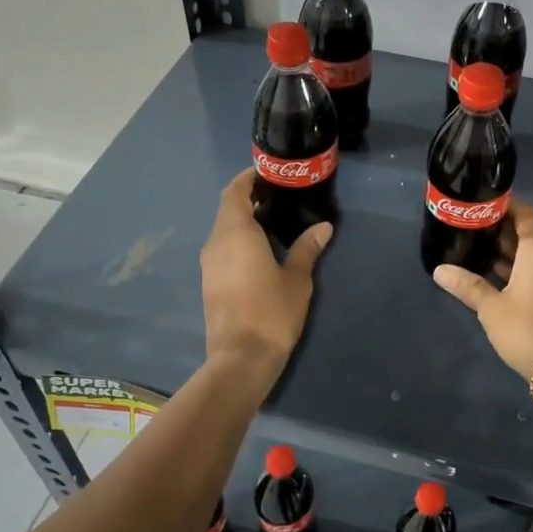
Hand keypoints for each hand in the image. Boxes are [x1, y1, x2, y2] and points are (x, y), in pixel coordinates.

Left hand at [201, 170, 330, 379]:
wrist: (241, 357)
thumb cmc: (271, 311)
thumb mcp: (297, 278)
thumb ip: (307, 248)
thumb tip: (323, 227)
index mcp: (235, 232)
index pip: (235, 192)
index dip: (248, 179)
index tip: (268, 174)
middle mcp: (216, 242)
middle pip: (228, 209)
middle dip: (249, 199)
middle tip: (278, 196)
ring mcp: (209, 264)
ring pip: (223, 230)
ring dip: (243, 220)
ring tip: (273, 221)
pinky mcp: (210, 282)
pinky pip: (223, 248)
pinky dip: (238, 240)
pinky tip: (260, 250)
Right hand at [432, 199, 532, 376]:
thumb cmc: (527, 328)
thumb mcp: (491, 307)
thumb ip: (467, 285)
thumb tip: (439, 270)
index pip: (525, 213)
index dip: (504, 206)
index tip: (480, 205)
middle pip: (528, 233)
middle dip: (501, 231)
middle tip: (470, 229)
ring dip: (509, 252)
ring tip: (476, 251)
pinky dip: (519, 268)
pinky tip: (494, 276)